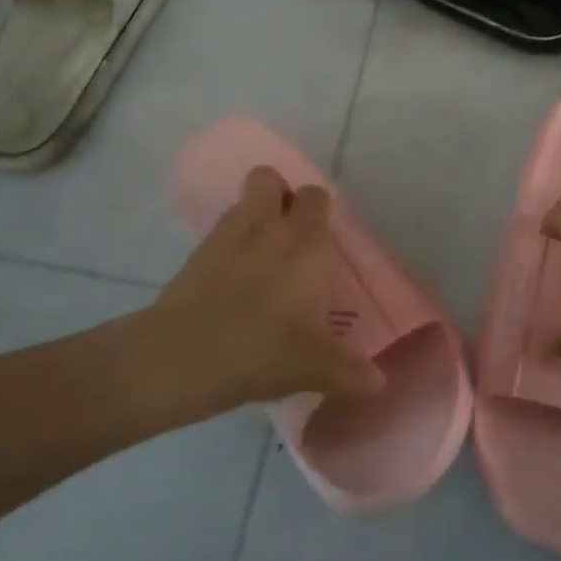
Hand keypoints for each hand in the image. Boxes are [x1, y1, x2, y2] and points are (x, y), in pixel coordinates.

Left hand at [149, 167, 385, 416]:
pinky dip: (227, 244)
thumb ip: (349, 371)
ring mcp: (226, 236)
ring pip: (241, 201)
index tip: (322, 235)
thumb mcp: (313, 367)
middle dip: (279, 194)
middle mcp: (267, 227)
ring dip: (252, 215)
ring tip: (259, 253)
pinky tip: (230, 278)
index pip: (316, 196)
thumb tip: (378, 382)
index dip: (318, 208)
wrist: (182, 357)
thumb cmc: (261, 350)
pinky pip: (218, 233)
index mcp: (304, 244)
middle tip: (288, 232)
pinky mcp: (195, 254)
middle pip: (269, 178)